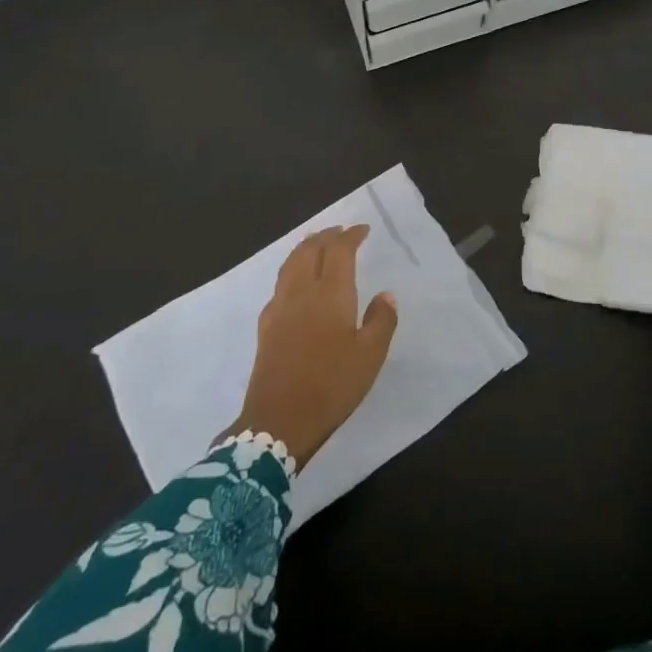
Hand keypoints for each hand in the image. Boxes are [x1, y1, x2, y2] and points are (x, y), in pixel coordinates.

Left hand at [226, 225, 398, 468]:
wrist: (279, 421)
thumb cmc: (332, 385)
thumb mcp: (370, 356)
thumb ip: (381, 320)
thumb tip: (385, 295)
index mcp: (331, 293)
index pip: (339, 251)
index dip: (350, 236)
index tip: (362, 229)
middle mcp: (302, 291)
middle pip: (310, 250)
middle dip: (326, 236)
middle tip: (340, 231)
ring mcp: (279, 307)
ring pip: (291, 263)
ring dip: (306, 248)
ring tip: (316, 244)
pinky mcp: (266, 326)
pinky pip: (280, 283)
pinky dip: (292, 269)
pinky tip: (296, 283)